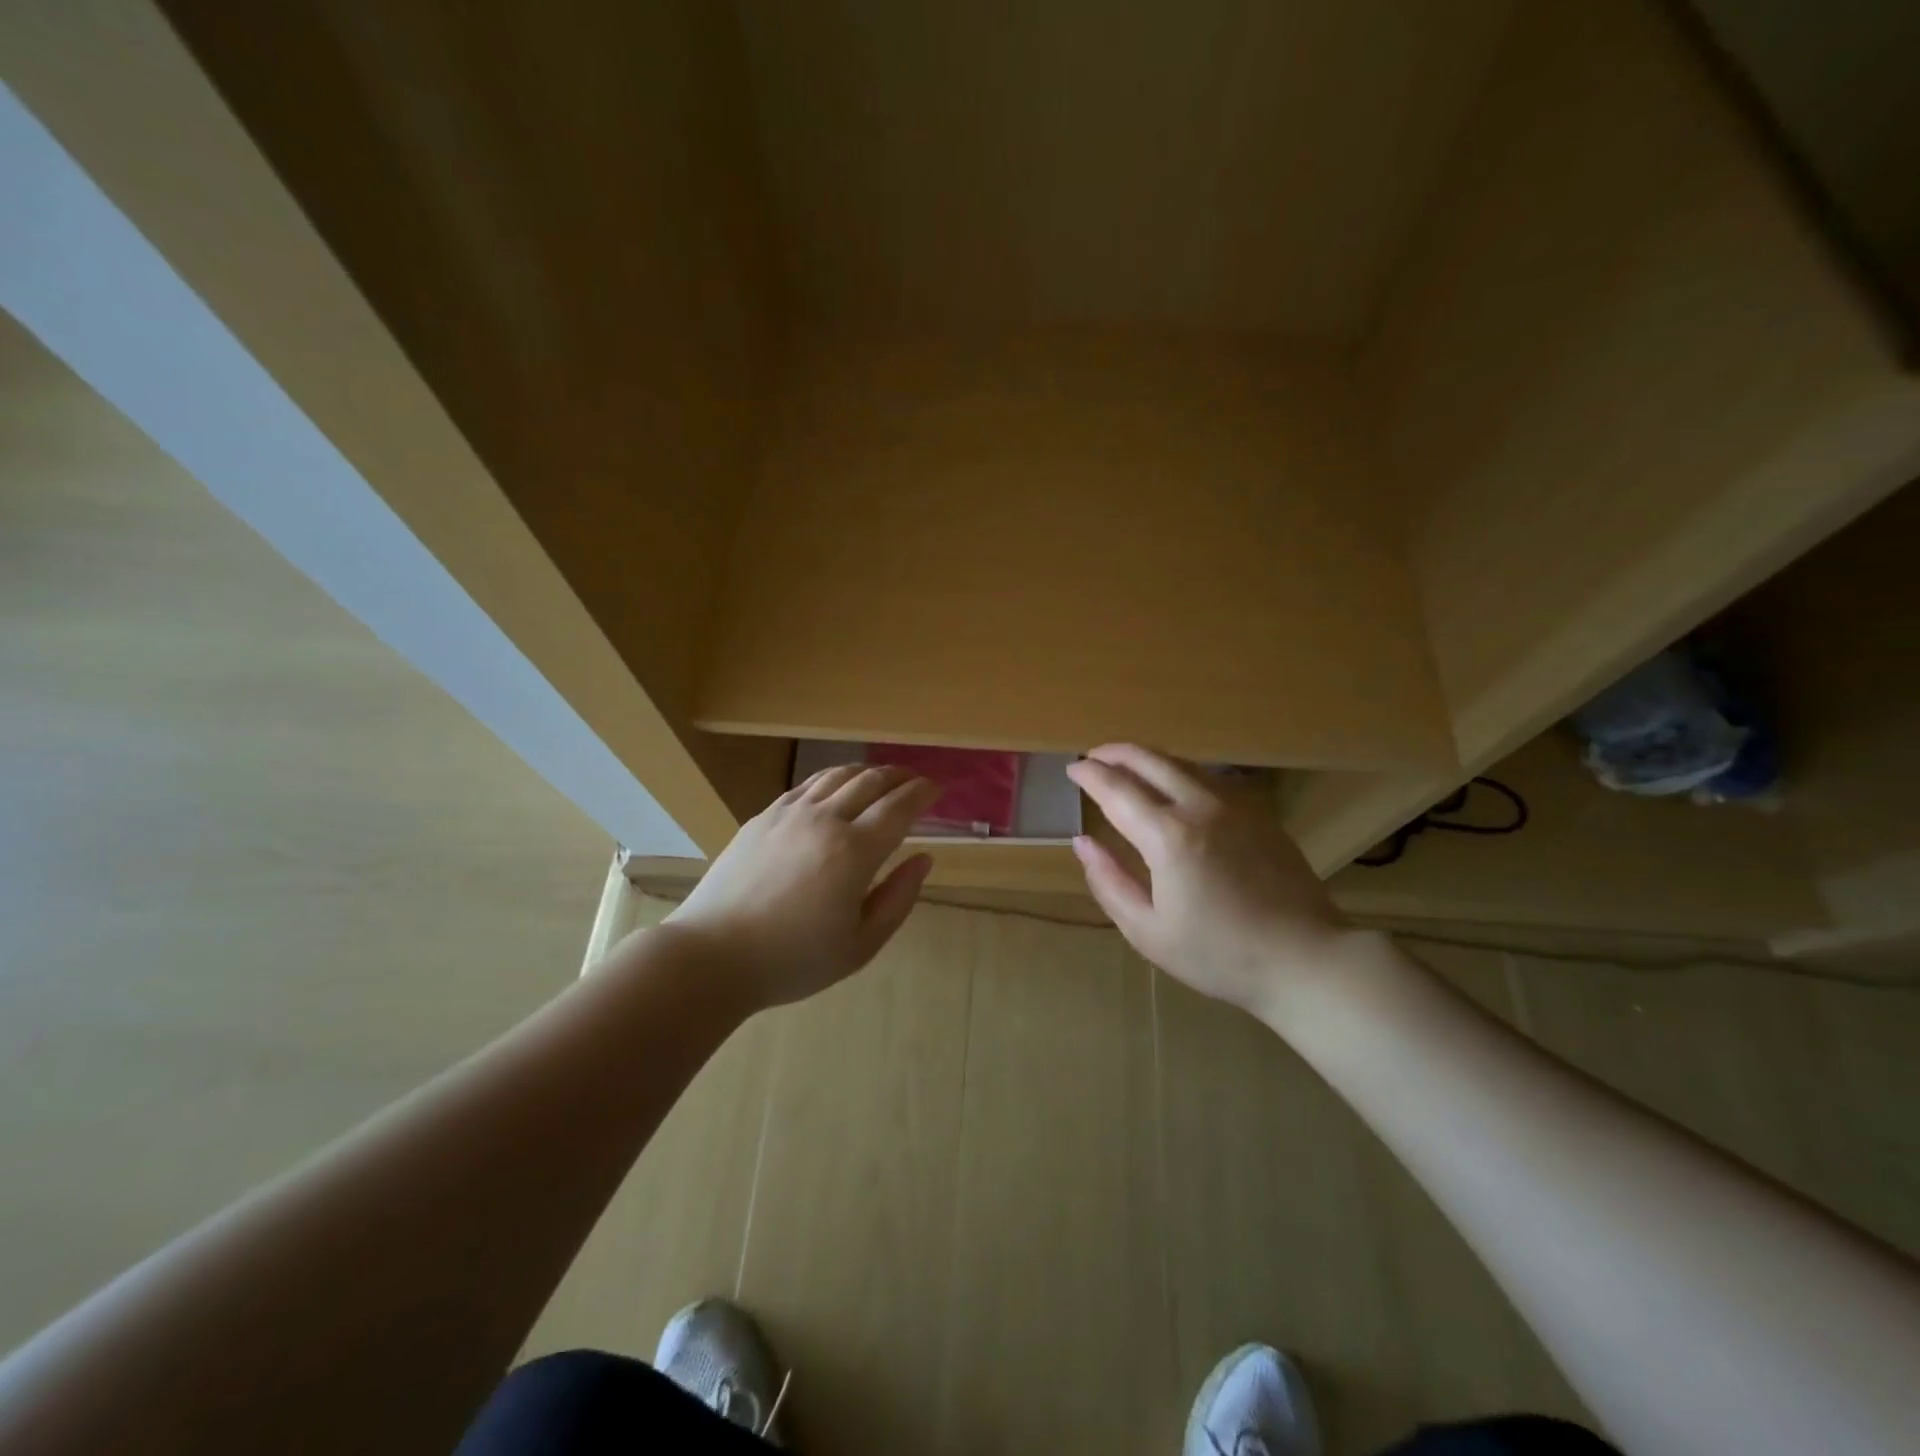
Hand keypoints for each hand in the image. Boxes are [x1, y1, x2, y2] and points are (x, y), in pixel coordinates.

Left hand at [664, 765, 939, 1009]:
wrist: (712, 956)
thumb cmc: (793, 960)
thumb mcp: (860, 945)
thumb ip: (898, 898)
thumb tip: (924, 859)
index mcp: (854, 852)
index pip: (900, 807)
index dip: (923, 793)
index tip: (938, 789)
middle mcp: (824, 820)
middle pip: (871, 781)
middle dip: (900, 776)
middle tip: (916, 780)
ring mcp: (789, 813)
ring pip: (837, 775)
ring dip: (867, 771)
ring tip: (882, 778)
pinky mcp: (763, 816)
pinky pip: (806, 784)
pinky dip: (832, 778)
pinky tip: (836, 787)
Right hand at [1065, 744, 1350, 1020]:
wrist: (1305, 958)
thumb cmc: (1219, 955)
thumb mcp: (1148, 931)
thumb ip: (1108, 882)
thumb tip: (1081, 842)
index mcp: (1168, 836)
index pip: (1116, 789)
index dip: (1089, 774)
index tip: (1071, 769)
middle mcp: (1200, 806)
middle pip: (1149, 760)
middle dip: (1115, 753)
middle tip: (1093, 757)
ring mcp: (1235, 804)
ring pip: (1181, 763)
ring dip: (1147, 758)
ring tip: (1125, 765)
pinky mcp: (1258, 811)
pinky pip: (1209, 776)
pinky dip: (1179, 771)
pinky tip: (1173, 785)